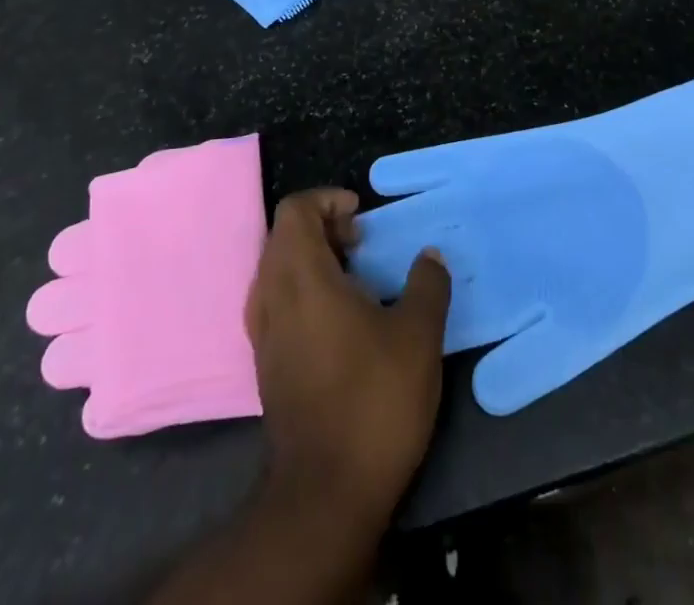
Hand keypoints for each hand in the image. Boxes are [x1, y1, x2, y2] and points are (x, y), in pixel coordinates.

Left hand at [245, 189, 450, 528]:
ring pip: (277, 270)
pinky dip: (303, 291)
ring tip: (354, 279)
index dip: (327, 200)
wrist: (325, 493)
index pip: (295, 210)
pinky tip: (339, 320)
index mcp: (303, 278)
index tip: (362, 218)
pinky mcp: (265, 365)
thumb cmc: (373, 401)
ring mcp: (264, 334)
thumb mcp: (418, 337)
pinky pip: (276, 303)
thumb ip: (427, 285)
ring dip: (312, 260)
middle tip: (362, 245)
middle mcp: (273, 298)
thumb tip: (429, 256)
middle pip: (283, 236)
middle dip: (323, 227)